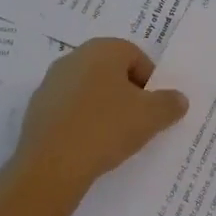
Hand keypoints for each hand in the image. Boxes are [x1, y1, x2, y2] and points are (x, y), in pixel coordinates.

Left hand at [13, 38, 187, 199]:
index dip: (149, 83)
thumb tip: (179, 98)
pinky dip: (80, 122)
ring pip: (88, 91)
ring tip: (112, 138)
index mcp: (103, 49)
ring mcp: (51, 82)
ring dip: (102, 108)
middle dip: (126, 94)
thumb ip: (169, 103)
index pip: (136, 57)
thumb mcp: (150, 117)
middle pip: (111, 72)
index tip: (153, 110)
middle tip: (136, 123)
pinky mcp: (36, 108)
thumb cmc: (106, 128)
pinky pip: (68, 110)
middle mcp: (75, 57)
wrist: (51, 165)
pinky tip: (87, 146)